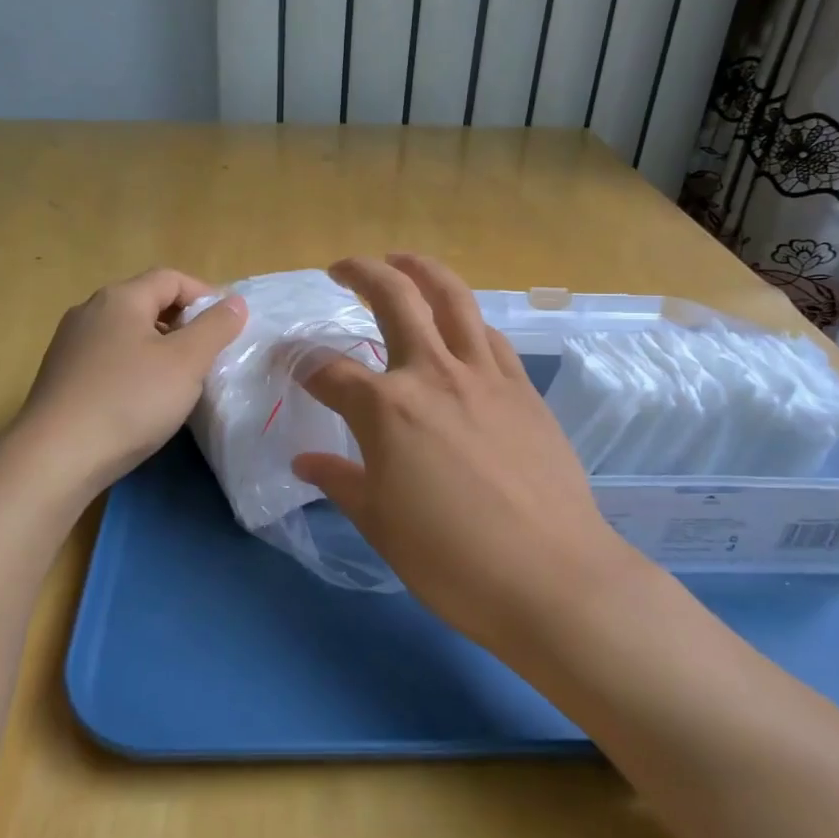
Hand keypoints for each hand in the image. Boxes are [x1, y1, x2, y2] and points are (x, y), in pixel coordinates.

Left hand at [5, 269, 246, 501]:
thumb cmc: (130, 401)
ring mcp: (70, 344)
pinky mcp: (60, 376)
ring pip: (126, 332)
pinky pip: (108, 358)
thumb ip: (215, 328)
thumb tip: (235, 302)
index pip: (171, 278)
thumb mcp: (186, 362)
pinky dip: (133, 366)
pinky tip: (142, 399)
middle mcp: (90, 311)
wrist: (56, 457)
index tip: (228, 326)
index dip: (205, 295)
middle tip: (208, 353)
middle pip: (146, 302)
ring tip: (180, 378)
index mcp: (121, 298)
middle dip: (182, 321)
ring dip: (158, 346)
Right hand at [292, 255, 648, 650]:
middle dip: (360, 272)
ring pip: (452, 298)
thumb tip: (305, 460)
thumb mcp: (380, 524)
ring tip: (403, 260)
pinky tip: (461, 325)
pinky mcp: (523, 388)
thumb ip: (340, 481)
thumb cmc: (452, 560)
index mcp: (386, 409)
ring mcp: (484, 375)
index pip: (328, 371)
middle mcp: (432, 374)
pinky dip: (467, 318)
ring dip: (422, 270)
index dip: (299, 363)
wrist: (551, 577)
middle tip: (340, 268)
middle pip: (392, 298)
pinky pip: (490, 336)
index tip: (286, 362)